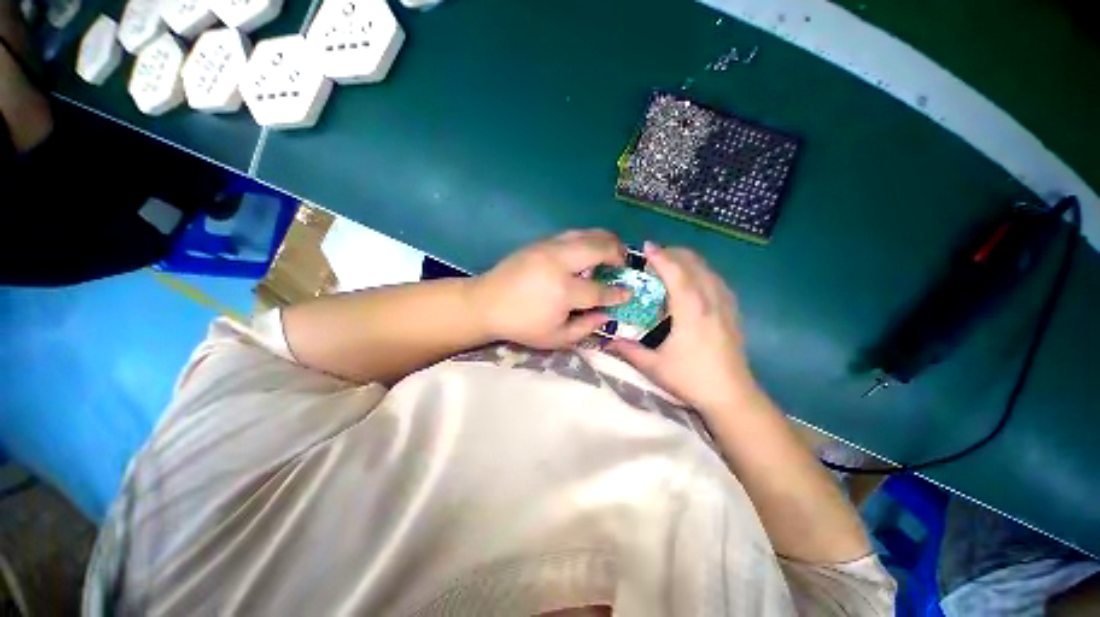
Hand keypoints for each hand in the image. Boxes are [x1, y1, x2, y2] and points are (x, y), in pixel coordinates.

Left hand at [470, 229, 631, 348]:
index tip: (628, 293)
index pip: (600, 290)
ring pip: (586, 233)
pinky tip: (587, 252)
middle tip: (623, 264)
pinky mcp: (540, 242)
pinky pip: (572, 234)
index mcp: (563, 291)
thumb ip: (585, 328)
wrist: (486, 303)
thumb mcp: (555, 338)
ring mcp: (548, 248)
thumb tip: (607, 314)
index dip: (618, 293)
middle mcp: (559, 262)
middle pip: (598, 247)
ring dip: (604, 240)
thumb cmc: (521, 324)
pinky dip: (587, 240)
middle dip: (618, 253)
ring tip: (611, 252)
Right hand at [608, 242, 758, 413]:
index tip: (646, 246)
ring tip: (670, 265)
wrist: (732, 396)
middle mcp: (711, 300)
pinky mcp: (732, 311)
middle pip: (695, 264)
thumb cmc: (691, 379)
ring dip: (688, 261)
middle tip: (654, 258)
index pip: (676, 273)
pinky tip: (692, 282)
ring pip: (708, 269)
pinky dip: (701, 272)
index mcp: (692, 310)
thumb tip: (608, 339)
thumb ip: (628, 349)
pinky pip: (717, 280)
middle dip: (674, 254)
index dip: (660, 257)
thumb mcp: (654, 366)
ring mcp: (725, 305)